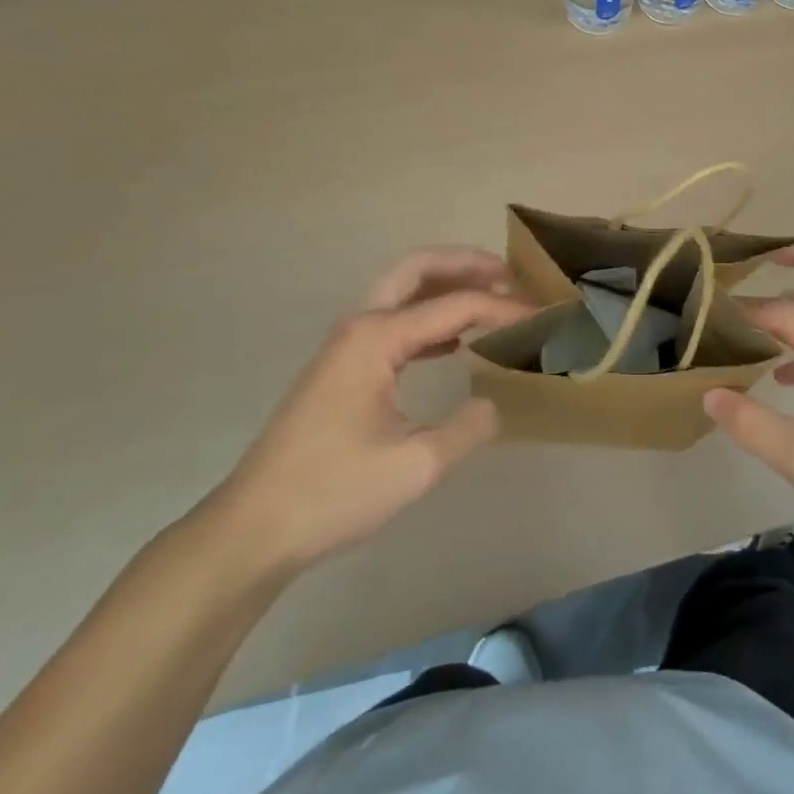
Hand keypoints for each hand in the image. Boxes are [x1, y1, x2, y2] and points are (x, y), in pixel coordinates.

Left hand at [207, 248, 531, 578]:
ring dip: (446, 285)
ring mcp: (346, 345)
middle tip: (510, 274)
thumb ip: (466, 428)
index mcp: (376, 338)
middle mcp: (360, 326)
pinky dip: (429, 317)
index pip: (454, 306)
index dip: (502, 307)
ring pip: (402, 292)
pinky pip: (394, 322)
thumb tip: (493, 403)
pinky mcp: (342, 367)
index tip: (541, 318)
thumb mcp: (414, 467)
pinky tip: (456, 343)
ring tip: (492, 296)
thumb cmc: (331, 493)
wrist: (252, 529)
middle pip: (417, 269)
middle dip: (466, 263)